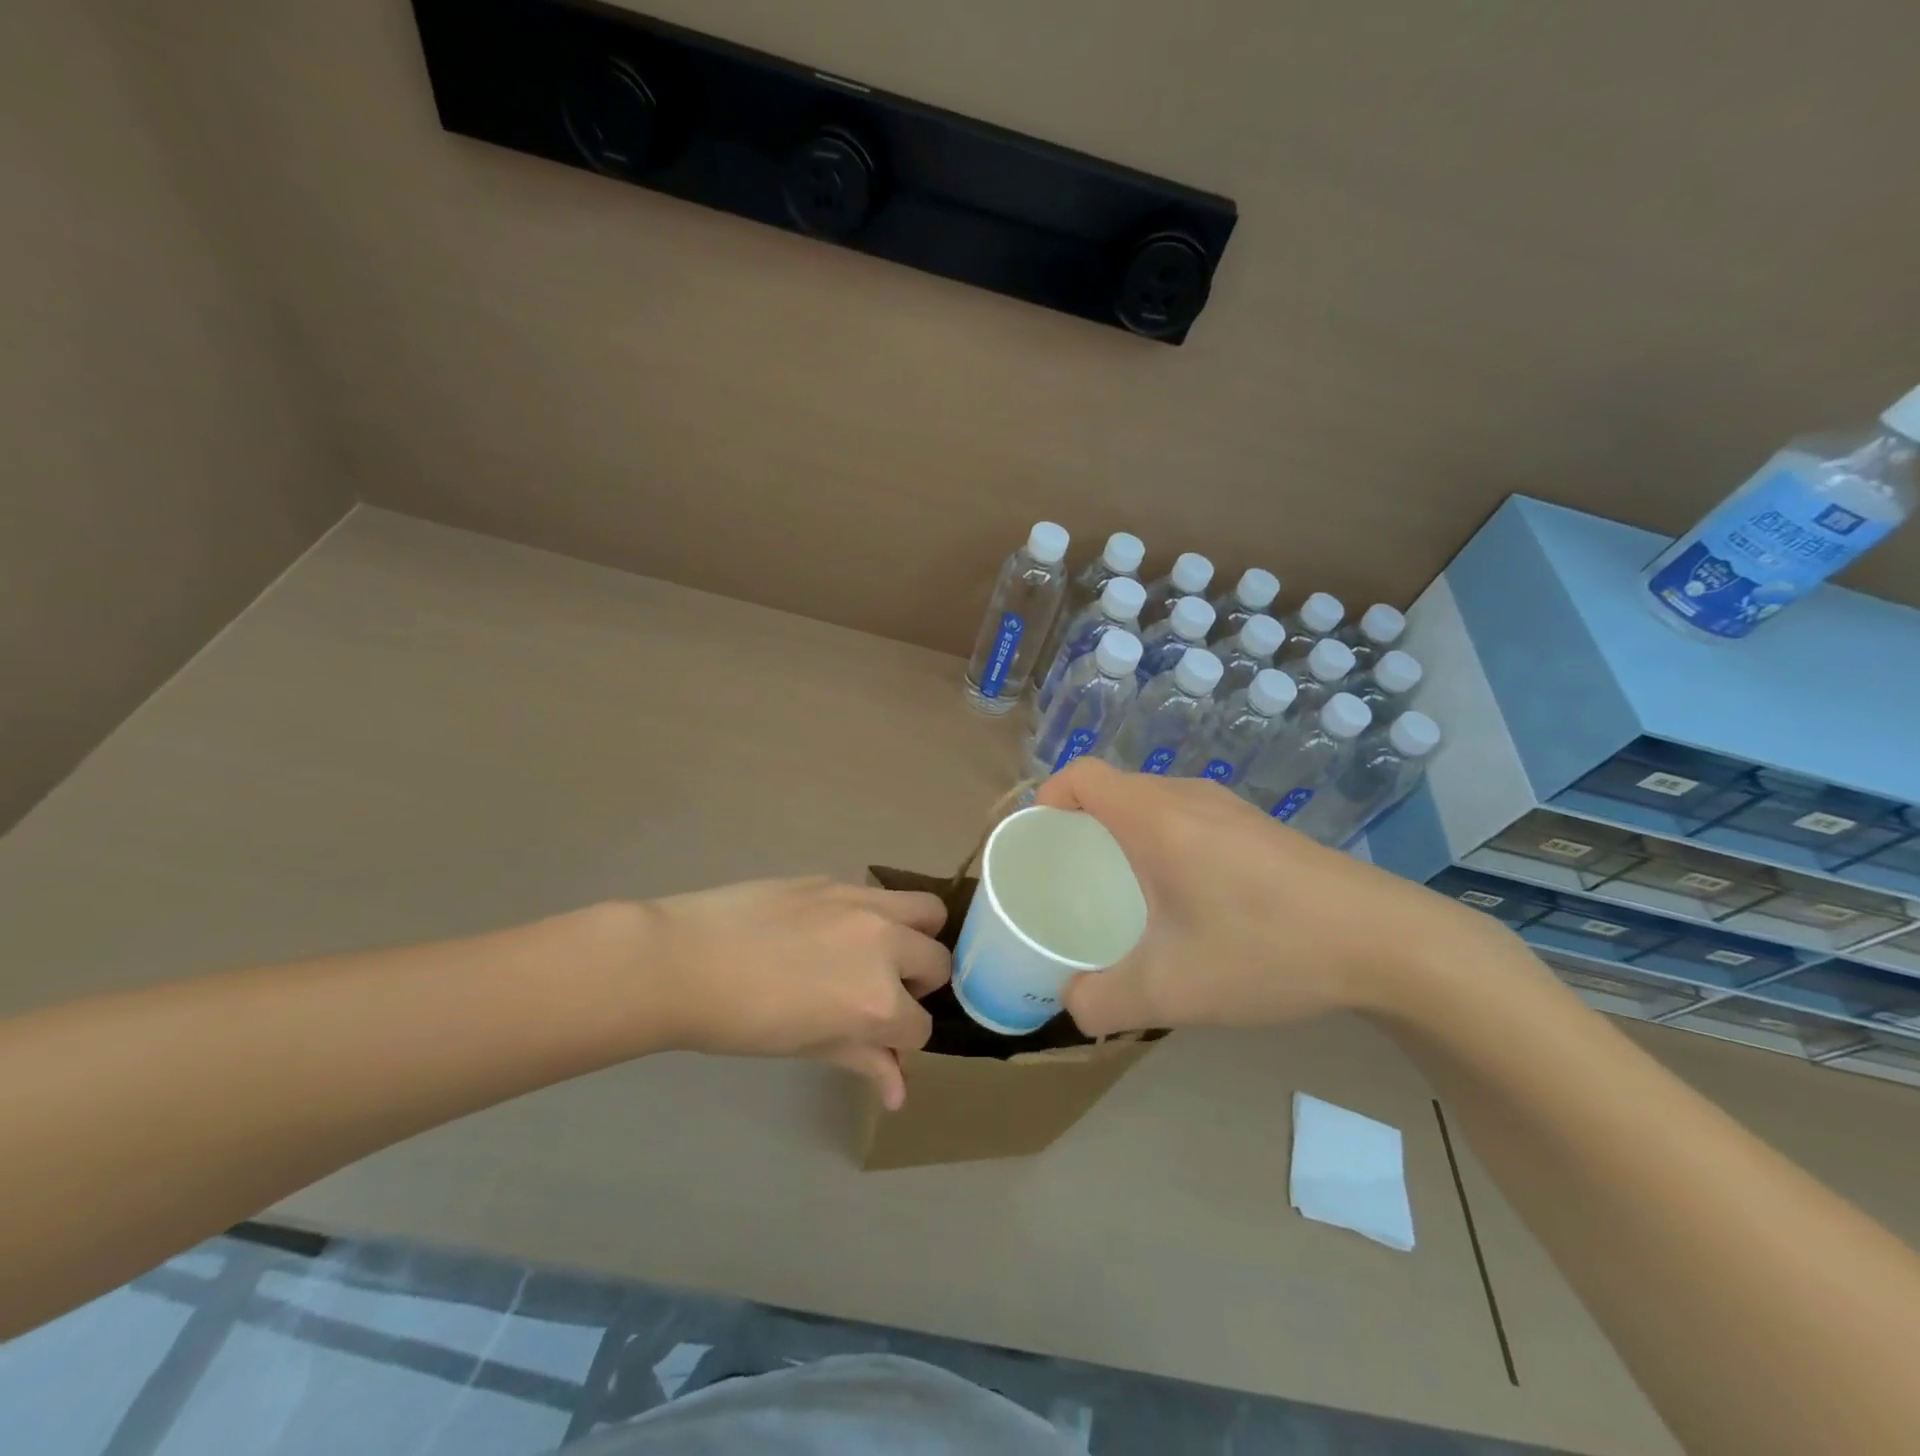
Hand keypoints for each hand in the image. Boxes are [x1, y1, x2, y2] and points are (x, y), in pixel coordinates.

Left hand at [641, 878, 949, 1108]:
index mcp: (878, 1002)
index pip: (921, 1027)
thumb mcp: (808, 1047)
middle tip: (882, 993)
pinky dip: (877, 915)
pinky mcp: (838, 880)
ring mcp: (864, 905)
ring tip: (882, 950)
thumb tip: (899, 1094)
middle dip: (919, 986)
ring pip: (927, 911)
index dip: (902, 1039)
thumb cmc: (742, 1022)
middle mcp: (885, 946)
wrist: (685, 960)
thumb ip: (863, 1061)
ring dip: (917, 936)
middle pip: (939, 963)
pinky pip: (879, 895)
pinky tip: (835, 929)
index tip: (880, 1040)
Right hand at [1035, 759, 1490, 1035]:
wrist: (1388, 942)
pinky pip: (1185, 817)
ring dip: (1122, 835)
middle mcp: (1187, 797)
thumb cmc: (1267, 950)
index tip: (1037, 846)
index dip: (1045, 799)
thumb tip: (1071, 1005)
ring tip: (1120, 892)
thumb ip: (1104, 1003)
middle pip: (1112, 789)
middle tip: (1069, 880)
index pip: (1080, 776)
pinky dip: (1160, 842)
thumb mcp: (1173, 991)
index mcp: (1155, 818)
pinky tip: (1182, 899)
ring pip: (1150, 803)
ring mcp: (1228, 807)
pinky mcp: (1257, 826)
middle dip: (1078, 826)